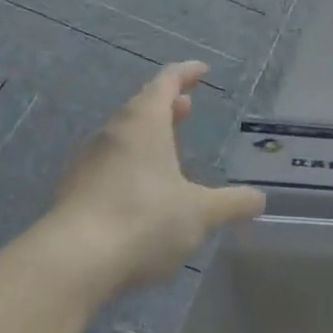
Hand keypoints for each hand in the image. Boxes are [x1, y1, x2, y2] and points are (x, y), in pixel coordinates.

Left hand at [46, 61, 264, 290]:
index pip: (166, 81)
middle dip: (166, 104)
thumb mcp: (199, 213)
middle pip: (141, 105)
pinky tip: (142, 187)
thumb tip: (259, 199)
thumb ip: (231, 203)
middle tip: (187, 106)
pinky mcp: (75, 189)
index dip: (186, 73)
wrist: (72, 261)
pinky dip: (130, 161)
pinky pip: (109, 162)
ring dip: (147, 133)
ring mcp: (89, 160)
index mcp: (144, 122)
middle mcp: (113, 132)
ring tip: (168, 146)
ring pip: (123, 134)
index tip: (201, 70)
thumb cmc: (143, 219)